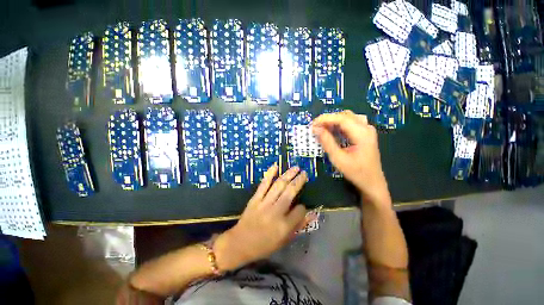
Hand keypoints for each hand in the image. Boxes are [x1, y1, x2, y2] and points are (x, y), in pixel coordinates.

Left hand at [214, 165, 308, 270]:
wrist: (239, 243)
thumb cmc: (264, 245)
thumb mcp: (284, 240)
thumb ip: (299, 226)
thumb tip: (312, 214)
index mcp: (284, 226)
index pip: (300, 210)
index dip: (303, 207)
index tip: (302, 206)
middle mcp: (276, 212)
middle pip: (290, 192)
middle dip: (299, 181)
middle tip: (304, 173)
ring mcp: (264, 203)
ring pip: (279, 185)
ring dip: (288, 174)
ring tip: (296, 168)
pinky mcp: (255, 199)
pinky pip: (263, 184)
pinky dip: (269, 174)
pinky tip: (275, 166)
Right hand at [312, 110, 389, 203]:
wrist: (372, 182)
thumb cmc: (356, 172)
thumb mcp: (338, 159)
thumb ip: (327, 142)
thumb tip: (316, 129)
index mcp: (362, 133)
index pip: (341, 118)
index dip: (325, 119)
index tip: (312, 125)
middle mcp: (366, 128)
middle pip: (344, 116)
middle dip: (328, 120)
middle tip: (315, 128)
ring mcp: (366, 130)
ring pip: (347, 118)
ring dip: (333, 122)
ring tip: (321, 130)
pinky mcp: (364, 133)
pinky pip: (349, 124)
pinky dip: (338, 126)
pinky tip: (331, 132)